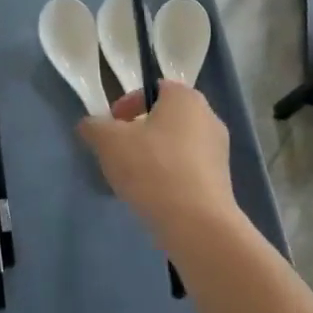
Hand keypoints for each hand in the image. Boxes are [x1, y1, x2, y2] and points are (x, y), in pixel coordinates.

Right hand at [77, 82, 238, 242]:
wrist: (196, 223)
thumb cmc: (152, 168)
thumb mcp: (108, 141)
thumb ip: (94, 126)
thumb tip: (90, 125)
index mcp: (185, 98)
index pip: (153, 88)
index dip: (127, 104)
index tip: (111, 126)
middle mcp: (208, 117)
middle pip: (165, 117)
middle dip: (140, 131)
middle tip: (118, 151)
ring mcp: (219, 150)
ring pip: (177, 144)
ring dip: (154, 154)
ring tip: (133, 178)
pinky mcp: (222, 181)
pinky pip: (188, 169)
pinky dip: (170, 176)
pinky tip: (154, 196)